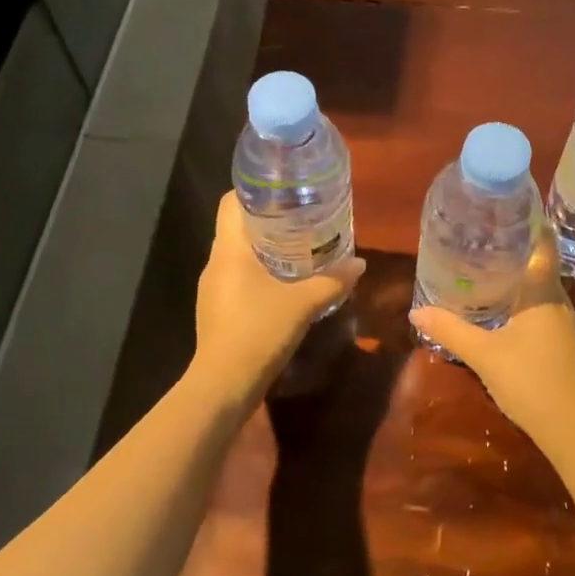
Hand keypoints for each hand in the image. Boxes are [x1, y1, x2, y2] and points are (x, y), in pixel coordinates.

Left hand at [192, 191, 365, 407]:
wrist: (223, 386)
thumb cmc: (258, 332)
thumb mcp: (303, 304)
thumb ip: (332, 281)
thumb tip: (360, 264)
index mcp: (229, 249)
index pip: (231, 201)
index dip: (255, 190)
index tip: (286, 189)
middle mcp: (216, 262)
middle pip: (238, 225)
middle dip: (270, 218)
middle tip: (304, 215)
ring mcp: (214, 287)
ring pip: (239, 253)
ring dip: (266, 247)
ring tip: (301, 245)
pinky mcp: (218, 309)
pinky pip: (239, 277)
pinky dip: (260, 272)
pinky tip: (286, 282)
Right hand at [411, 225, 574, 451]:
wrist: (573, 427)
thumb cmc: (530, 379)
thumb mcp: (483, 353)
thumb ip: (450, 331)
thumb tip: (416, 313)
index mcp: (542, 291)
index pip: (543, 244)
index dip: (531, 222)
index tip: (508, 208)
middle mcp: (557, 299)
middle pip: (539, 263)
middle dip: (515, 249)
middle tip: (483, 237)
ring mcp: (563, 323)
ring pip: (539, 288)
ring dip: (517, 276)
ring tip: (486, 267)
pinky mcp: (562, 343)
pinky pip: (540, 308)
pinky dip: (521, 300)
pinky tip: (501, 308)